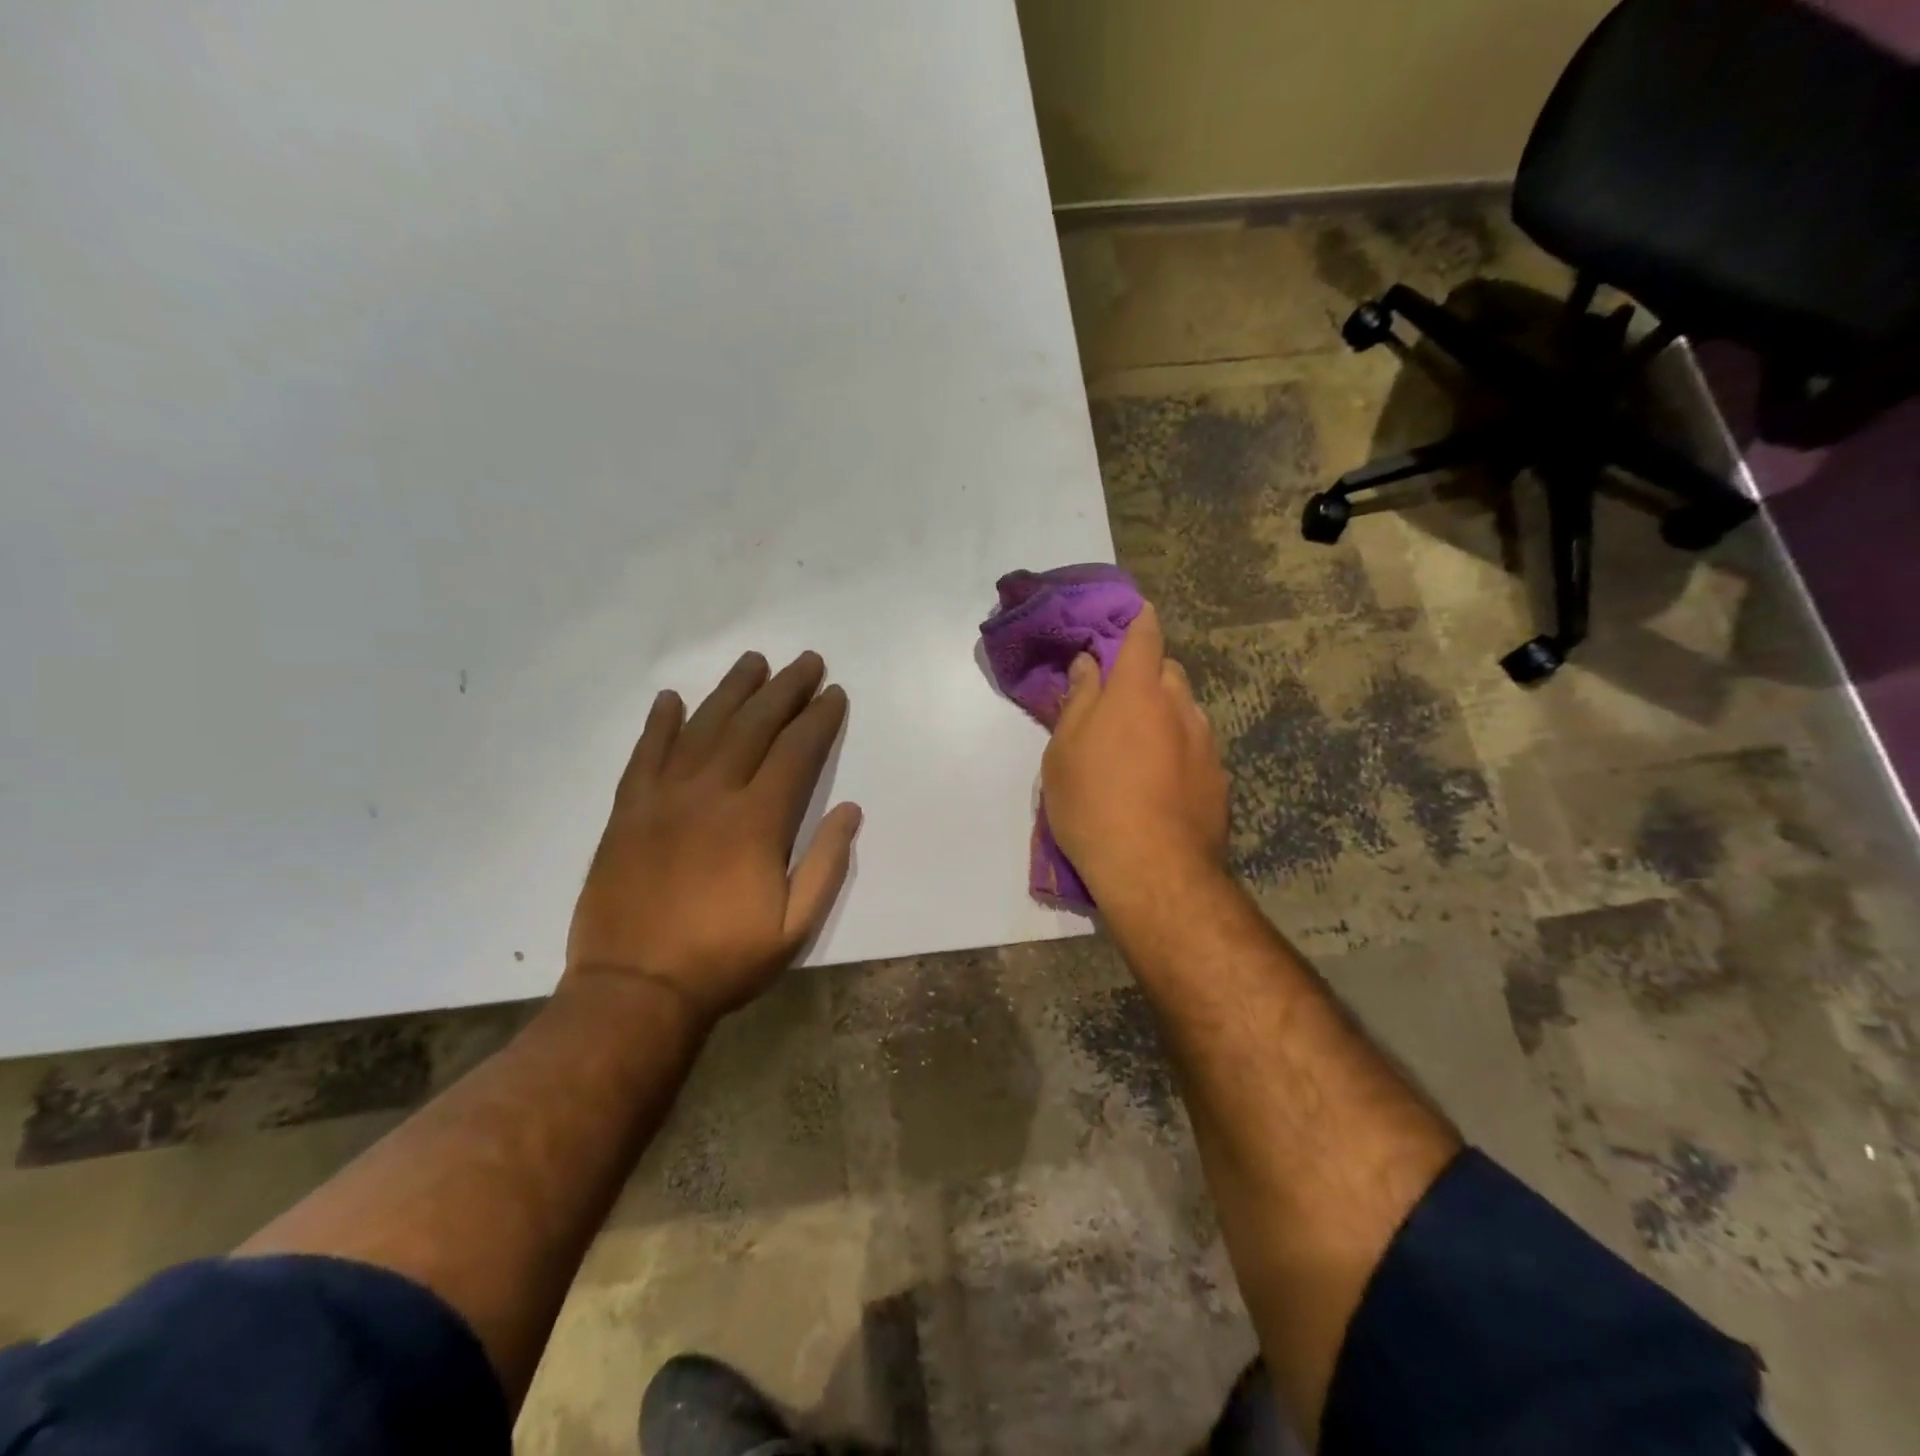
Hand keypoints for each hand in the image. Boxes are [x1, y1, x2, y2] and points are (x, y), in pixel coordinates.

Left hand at [564, 651, 861, 1025]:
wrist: (633, 992)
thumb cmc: (724, 961)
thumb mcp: (795, 927)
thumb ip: (826, 864)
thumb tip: (850, 809)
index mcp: (757, 821)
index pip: (796, 752)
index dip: (819, 718)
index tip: (834, 693)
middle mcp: (711, 795)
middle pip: (753, 726)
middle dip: (785, 689)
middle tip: (806, 661)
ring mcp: (663, 799)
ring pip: (702, 728)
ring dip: (731, 691)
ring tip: (753, 662)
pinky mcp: (627, 812)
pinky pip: (644, 755)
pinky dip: (658, 723)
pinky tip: (671, 698)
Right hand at [1041, 602, 1228, 905]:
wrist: (1154, 870)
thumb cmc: (1093, 803)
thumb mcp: (1064, 751)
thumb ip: (1078, 701)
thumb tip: (1088, 664)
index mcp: (1137, 692)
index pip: (1144, 637)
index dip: (1139, 620)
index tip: (1134, 613)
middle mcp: (1180, 707)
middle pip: (1168, 672)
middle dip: (1147, 674)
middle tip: (1119, 699)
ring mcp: (1206, 744)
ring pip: (1186, 710)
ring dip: (1165, 713)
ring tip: (1140, 747)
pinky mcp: (1220, 779)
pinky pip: (1197, 747)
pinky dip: (1180, 749)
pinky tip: (1162, 782)